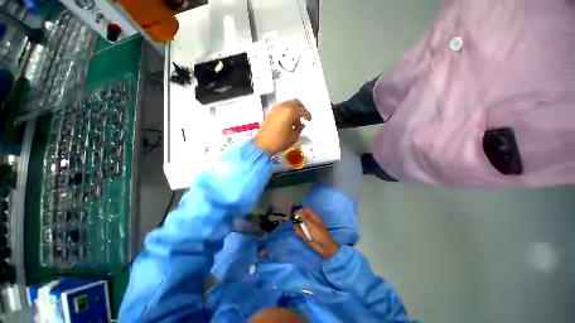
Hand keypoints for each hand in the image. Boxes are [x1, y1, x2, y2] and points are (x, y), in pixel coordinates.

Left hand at [254, 99, 311, 155]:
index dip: (308, 115)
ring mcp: (275, 109)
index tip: (309, 119)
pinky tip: (288, 121)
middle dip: (301, 109)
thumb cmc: (278, 142)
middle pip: (296, 102)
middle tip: (303, 117)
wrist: (262, 145)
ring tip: (295, 121)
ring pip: (288, 104)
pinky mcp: (271, 113)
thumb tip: (301, 125)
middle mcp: (282, 108)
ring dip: (294, 110)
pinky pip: (282, 107)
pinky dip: (287, 111)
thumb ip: (299, 129)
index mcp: (289, 112)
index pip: (302, 110)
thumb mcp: (293, 137)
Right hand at [293, 208, 339, 258]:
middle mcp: (309, 221)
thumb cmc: (320, 234)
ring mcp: (307, 228)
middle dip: (295, 217)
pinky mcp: (305, 234)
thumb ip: (305, 218)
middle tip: (288, 218)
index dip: (300, 209)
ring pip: (299, 224)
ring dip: (297, 226)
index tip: (293, 210)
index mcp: (313, 217)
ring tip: (300, 231)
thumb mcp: (313, 225)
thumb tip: (299, 210)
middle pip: (301, 217)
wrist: (324, 248)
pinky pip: (299, 231)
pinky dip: (299, 233)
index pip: (306, 210)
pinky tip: (304, 236)